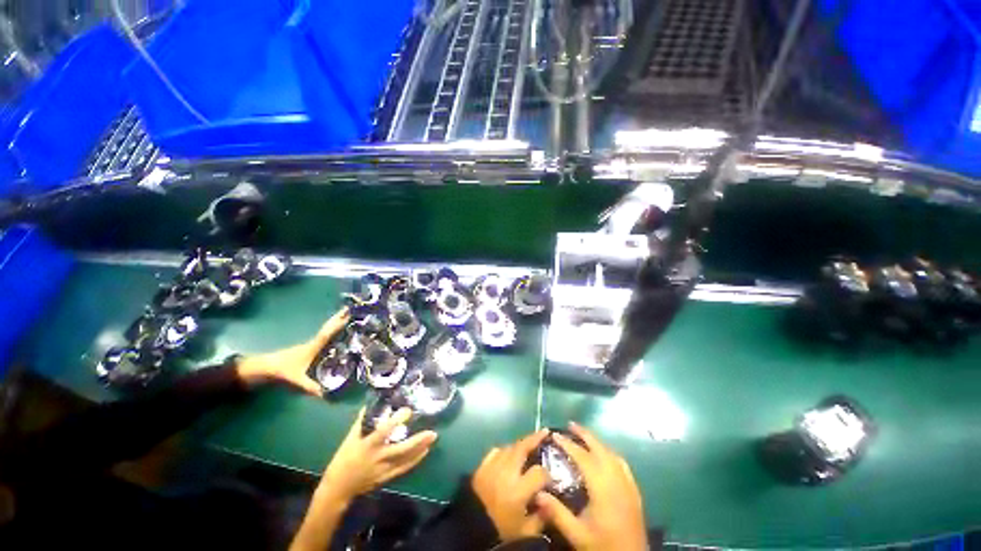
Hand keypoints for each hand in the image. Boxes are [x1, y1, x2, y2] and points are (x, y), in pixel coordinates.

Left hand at [235, 308, 349, 394]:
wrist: (262, 368)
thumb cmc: (281, 371)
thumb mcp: (297, 381)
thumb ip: (311, 388)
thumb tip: (327, 395)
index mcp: (313, 347)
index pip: (328, 333)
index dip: (338, 324)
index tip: (348, 314)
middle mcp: (313, 343)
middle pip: (328, 328)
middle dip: (337, 318)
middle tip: (348, 309)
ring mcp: (309, 345)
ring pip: (325, 331)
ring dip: (334, 323)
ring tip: (345, 318)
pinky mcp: (306, 349)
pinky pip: (323, 337)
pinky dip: (330, 331)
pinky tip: (334, 334)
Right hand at [317, 407, 436, 505]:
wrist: (338, 488)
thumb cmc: (343, 460)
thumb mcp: (349, 439)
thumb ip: (362, 421)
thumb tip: (372, 404)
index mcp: (368, 446)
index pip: (384, 431)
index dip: (396, 421)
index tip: (408, 410)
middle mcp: (378, 458)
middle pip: (401, 449)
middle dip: (417, 441)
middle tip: (431, 432)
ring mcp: (383, 469)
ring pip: (405, 460)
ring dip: (420, 449)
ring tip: (432, 438)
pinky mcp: (386, 477)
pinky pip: (403, 468)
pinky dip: (415, 460)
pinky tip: (424, 451)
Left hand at [472, 429, 550, 541]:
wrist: (470, 529)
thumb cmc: (500, 530)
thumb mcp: (525, 532)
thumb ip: (541, 517)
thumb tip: (552, 502)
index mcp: (518, 490)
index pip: (539, 472)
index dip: (547, 474)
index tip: (550, 478)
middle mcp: (506, 473)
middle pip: (522, 447)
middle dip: (535, 438)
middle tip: (544, 432)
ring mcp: (492, 466)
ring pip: (509, 447)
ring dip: (520, 445)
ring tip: (528, 443)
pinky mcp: (481, 466)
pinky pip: (495, 452)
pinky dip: (503, 451)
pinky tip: (507, 454)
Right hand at [535, 422, 646, 550]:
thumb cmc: (604, 546)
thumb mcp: (577, 534)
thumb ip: (557, 513)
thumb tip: (537, 492)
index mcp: (603, 488)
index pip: (583, 457)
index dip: (568, 444)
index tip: (555, 435)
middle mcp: (617, 480)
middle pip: (600, 449)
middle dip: (585, 434)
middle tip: (570, 425)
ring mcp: (628, 484)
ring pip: (612, 454)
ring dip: (597, 442)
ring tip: (584, 437)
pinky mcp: (635, 491)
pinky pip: (622, 464)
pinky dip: (610, 453)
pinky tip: (605, 456)